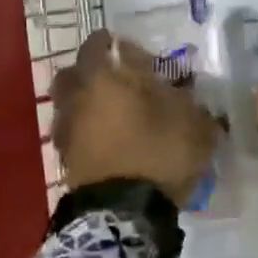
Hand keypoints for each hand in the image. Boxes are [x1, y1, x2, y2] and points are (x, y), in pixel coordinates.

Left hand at [51, 30, 218, 206]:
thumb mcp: (193, 124)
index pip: (101, 43)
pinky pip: (72, 132)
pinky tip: (105, 141)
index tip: (134, 53)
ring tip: (111, 113)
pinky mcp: (64, 158)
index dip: (119, 45)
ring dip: (86, 101)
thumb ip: (190, 102)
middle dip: (93, 71)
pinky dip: (85, 131)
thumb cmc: (158, 153)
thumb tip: (186, 94)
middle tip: (117, 80)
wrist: (123, 214)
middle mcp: (79, 95)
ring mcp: (67, 127)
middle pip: (75, 71)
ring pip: (69, 102)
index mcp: (105, 76)